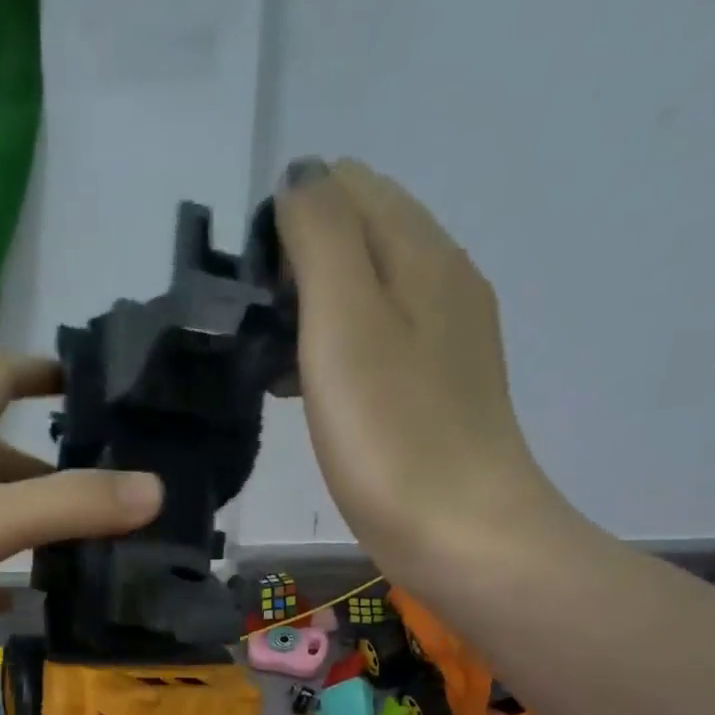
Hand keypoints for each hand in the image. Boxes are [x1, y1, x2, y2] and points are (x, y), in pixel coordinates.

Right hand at [274, 159, 566, 580]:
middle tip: (259, 330)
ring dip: (315, 312)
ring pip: (370, 293)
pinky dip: (339, 352)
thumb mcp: (344, 321)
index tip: (254, 290)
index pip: (349, 185)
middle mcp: (445, 281)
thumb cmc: (391, 434)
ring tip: (273, 363)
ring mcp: (448, 340)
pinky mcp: (439, 392)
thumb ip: (321, 237)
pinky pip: (380, 343)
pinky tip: (312, 393)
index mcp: (422, 252)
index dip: (290, 220)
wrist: (460, 534)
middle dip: (301, 265)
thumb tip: (302, 179)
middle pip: (363, 236)